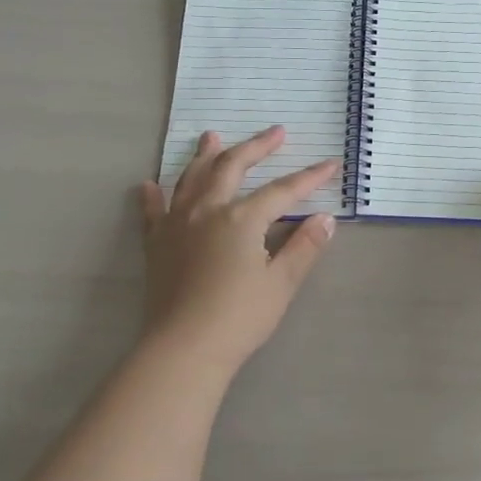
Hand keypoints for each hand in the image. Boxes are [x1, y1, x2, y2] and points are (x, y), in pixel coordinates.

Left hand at [138, 126, 340, 370]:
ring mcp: (177, 224)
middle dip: (256, 147)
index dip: (309, 177)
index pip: (283, 190)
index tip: (330, 163)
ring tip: (211, 136)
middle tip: (275, 132)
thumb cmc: (238, 317)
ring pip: (192, 179)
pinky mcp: (156, 244)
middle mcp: (208, 210)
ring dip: (205, 155)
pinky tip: (150, 185)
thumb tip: (326, 218)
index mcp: (242, 218)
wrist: (182, 348)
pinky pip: (153, 212)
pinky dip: (153, 196)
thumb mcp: (280, 283)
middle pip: (233, 167)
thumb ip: (304, 247)